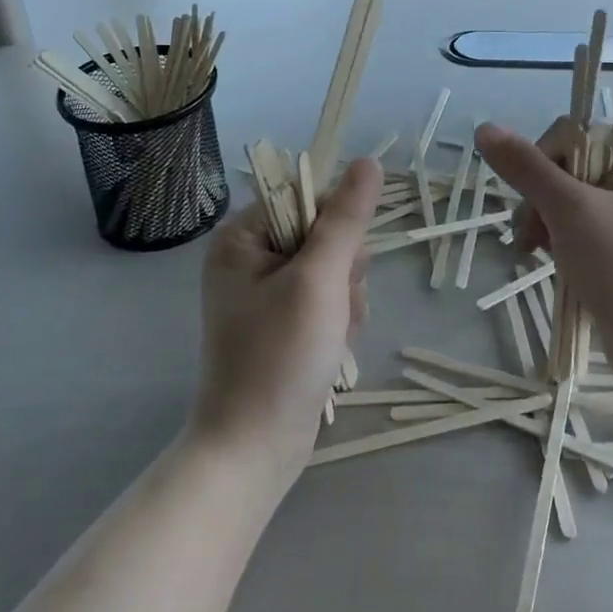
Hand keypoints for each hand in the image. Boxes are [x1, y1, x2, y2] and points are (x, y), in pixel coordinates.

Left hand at [192, 157, 382, 478]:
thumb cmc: (280, 356)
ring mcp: (267, 291)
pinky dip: (341, 318)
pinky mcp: (285, 320)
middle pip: (325, 232)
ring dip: (348, 297)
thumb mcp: (319, 280)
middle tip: (335, 305)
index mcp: (243, 237)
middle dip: (344, 270)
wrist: (255, 448)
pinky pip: (329, 297)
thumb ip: (346, 219)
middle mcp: (251, 258)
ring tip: (335, 333)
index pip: (306, 197)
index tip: (342, 262)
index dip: (337, 224)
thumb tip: (370, 163)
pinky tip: (336, 345)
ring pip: (335, 267)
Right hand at [475, 120, 612, 418]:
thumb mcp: (572, 212)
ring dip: (543, 225)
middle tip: (533, 238)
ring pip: (565, 203)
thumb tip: (483, 128)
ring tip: (536, 256)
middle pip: (563, 168)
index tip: (533, 200)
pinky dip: (558, 245)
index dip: (540, 162)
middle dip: (539, 201)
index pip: (569, 134)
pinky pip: (577, 233)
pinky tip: (551, 267)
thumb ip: (526, 168)